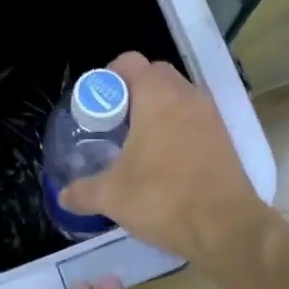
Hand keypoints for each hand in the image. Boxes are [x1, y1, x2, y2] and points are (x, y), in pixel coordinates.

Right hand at [58, 52, 266, 262]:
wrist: (224, 226)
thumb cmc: (162, 198)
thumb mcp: (112, 196)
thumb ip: (83, 191)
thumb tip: (64, 195)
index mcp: (157, 96)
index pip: (130, 62)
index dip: (108, 78)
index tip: (97, 106)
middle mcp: (186, 95)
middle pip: (155, 75)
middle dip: (133, 92)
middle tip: (115, 123)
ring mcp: (210, 115)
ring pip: (179, 97)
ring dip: (158, 110)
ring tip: (139, 143)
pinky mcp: (225, 137)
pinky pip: (195, 119)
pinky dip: (179, 128)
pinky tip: (165, 160)